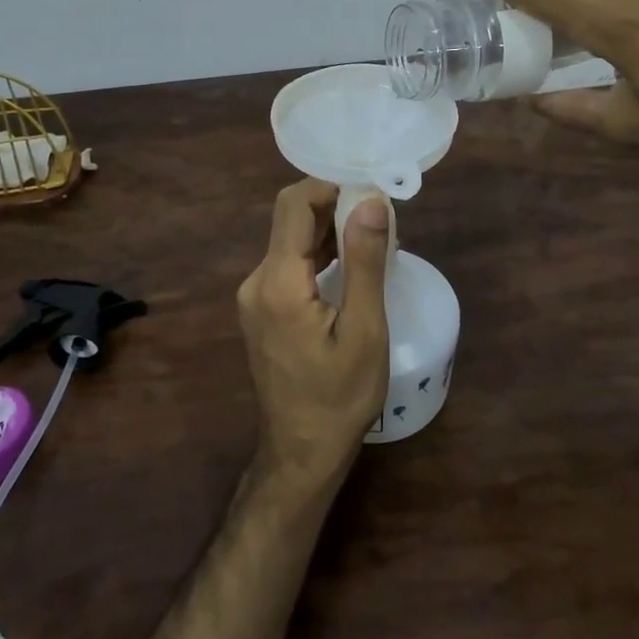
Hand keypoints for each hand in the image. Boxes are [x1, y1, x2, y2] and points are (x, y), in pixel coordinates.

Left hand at [236, 179, 390, 488]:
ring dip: (330, 229)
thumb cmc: (340, 397)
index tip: (373, 191)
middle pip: (291, 219)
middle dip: (335, 205)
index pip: (295, 204)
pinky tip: (351, 263)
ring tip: (375, 238)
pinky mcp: (262, 309)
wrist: (302, 452)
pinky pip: (290, 263)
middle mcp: (257, 280)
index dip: (332, 186)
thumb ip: (364, 261)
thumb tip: (371, 200)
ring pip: (291, 240)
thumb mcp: (364, 330)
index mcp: (278, 281)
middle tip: (382, 216)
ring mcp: (255, 296)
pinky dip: (320, 253)